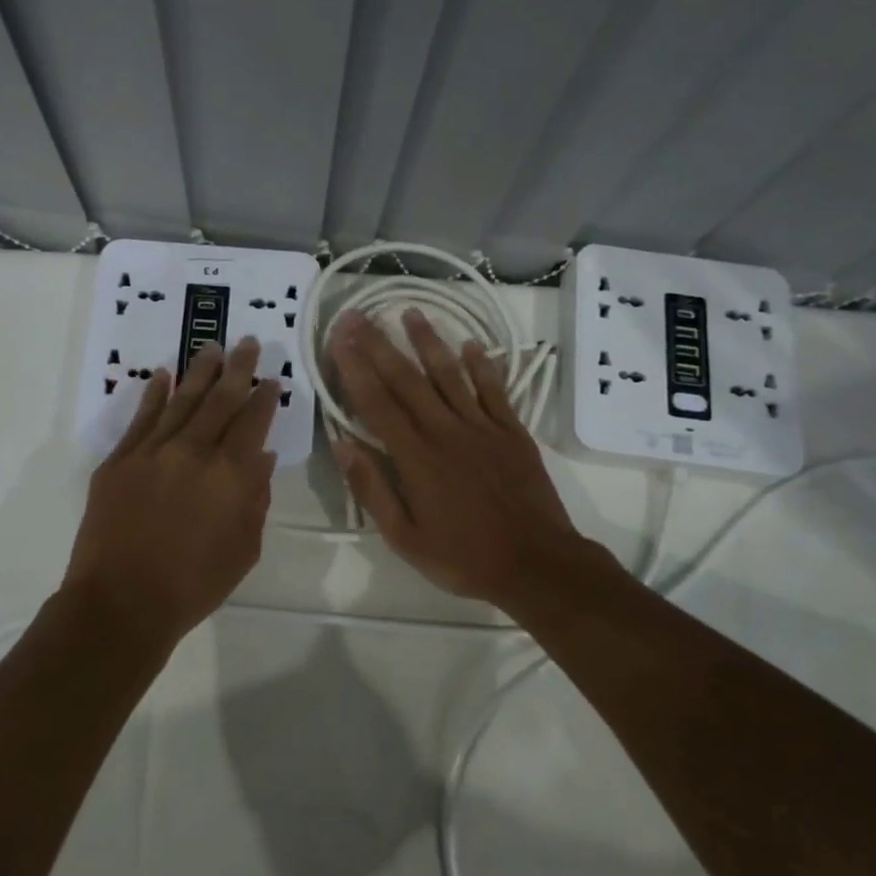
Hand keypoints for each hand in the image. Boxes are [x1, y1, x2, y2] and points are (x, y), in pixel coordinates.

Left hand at [64, 337, 280, 648]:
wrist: (121, 602)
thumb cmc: (193, 585)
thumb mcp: (244, 549)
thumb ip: (256, 499)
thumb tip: (261, 456)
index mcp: (230, 475)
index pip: (252, 422)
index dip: (264, 398)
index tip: (272, 379)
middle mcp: (194, 452)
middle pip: (220, 400)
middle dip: (238, 369)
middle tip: (249, 343)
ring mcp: (152, 452)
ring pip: (182, 400)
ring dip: (200, 371)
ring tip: (212, 347)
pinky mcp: (119, 460)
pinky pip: (141, 418)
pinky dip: (154, 394)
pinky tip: (163, 375)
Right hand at [328, 308, 612, 611]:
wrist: (537, 564)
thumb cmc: (464, 558)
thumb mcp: (404, 537)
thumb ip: (371, 489)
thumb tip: (342, 445)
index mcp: (416, 458)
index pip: (377, 403)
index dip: (354, 368)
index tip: (338, 338)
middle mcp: (446, 431)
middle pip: (407, 379)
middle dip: (379, 344)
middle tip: (359, 314)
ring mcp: (483, 427)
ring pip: (450, 374)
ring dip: (428, 341)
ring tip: (410, 311)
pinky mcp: (513, 431)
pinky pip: (494, 389)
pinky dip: (482, 365)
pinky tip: (470, 344)